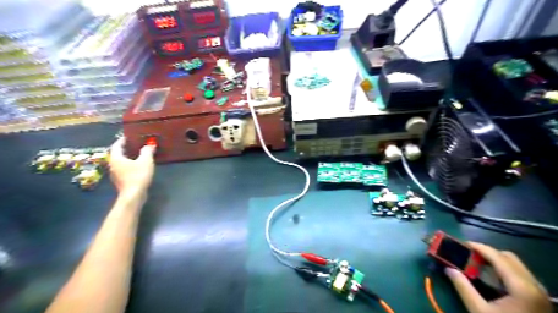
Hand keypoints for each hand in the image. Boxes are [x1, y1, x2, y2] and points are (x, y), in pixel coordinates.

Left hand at [107, 137, 153, 195]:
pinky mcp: (121, 180)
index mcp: (116, 158)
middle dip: (126, 148)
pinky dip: (130, 164)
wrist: (133, 195)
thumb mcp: (145, 161)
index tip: (130, 136)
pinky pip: (125, 168)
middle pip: (118, 153)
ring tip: (139, 154)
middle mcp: (113, 164)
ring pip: (121, 161)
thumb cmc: (138, 175)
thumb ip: (147, 151)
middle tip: (136, 144)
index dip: (123, 140)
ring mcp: (116, 173)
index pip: (117, 145)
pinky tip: (139, 165)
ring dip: (128, 157)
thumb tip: (150, 144)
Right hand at [448, 244, 549, 312]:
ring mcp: (539, 291)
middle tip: (468, 255)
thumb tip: (448, 269)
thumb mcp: (479, 310)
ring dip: (496, 260)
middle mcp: (534, 285)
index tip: (462, 243)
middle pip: (508, 257)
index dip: (479, 247)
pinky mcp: (539, 297)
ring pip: (516, 264)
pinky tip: (492, 277)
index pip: (498, 257)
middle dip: (487, 252)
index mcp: (521, 287)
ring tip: (477, 264)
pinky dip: (504, 269)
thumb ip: (463, 287)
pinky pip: (520, 274)